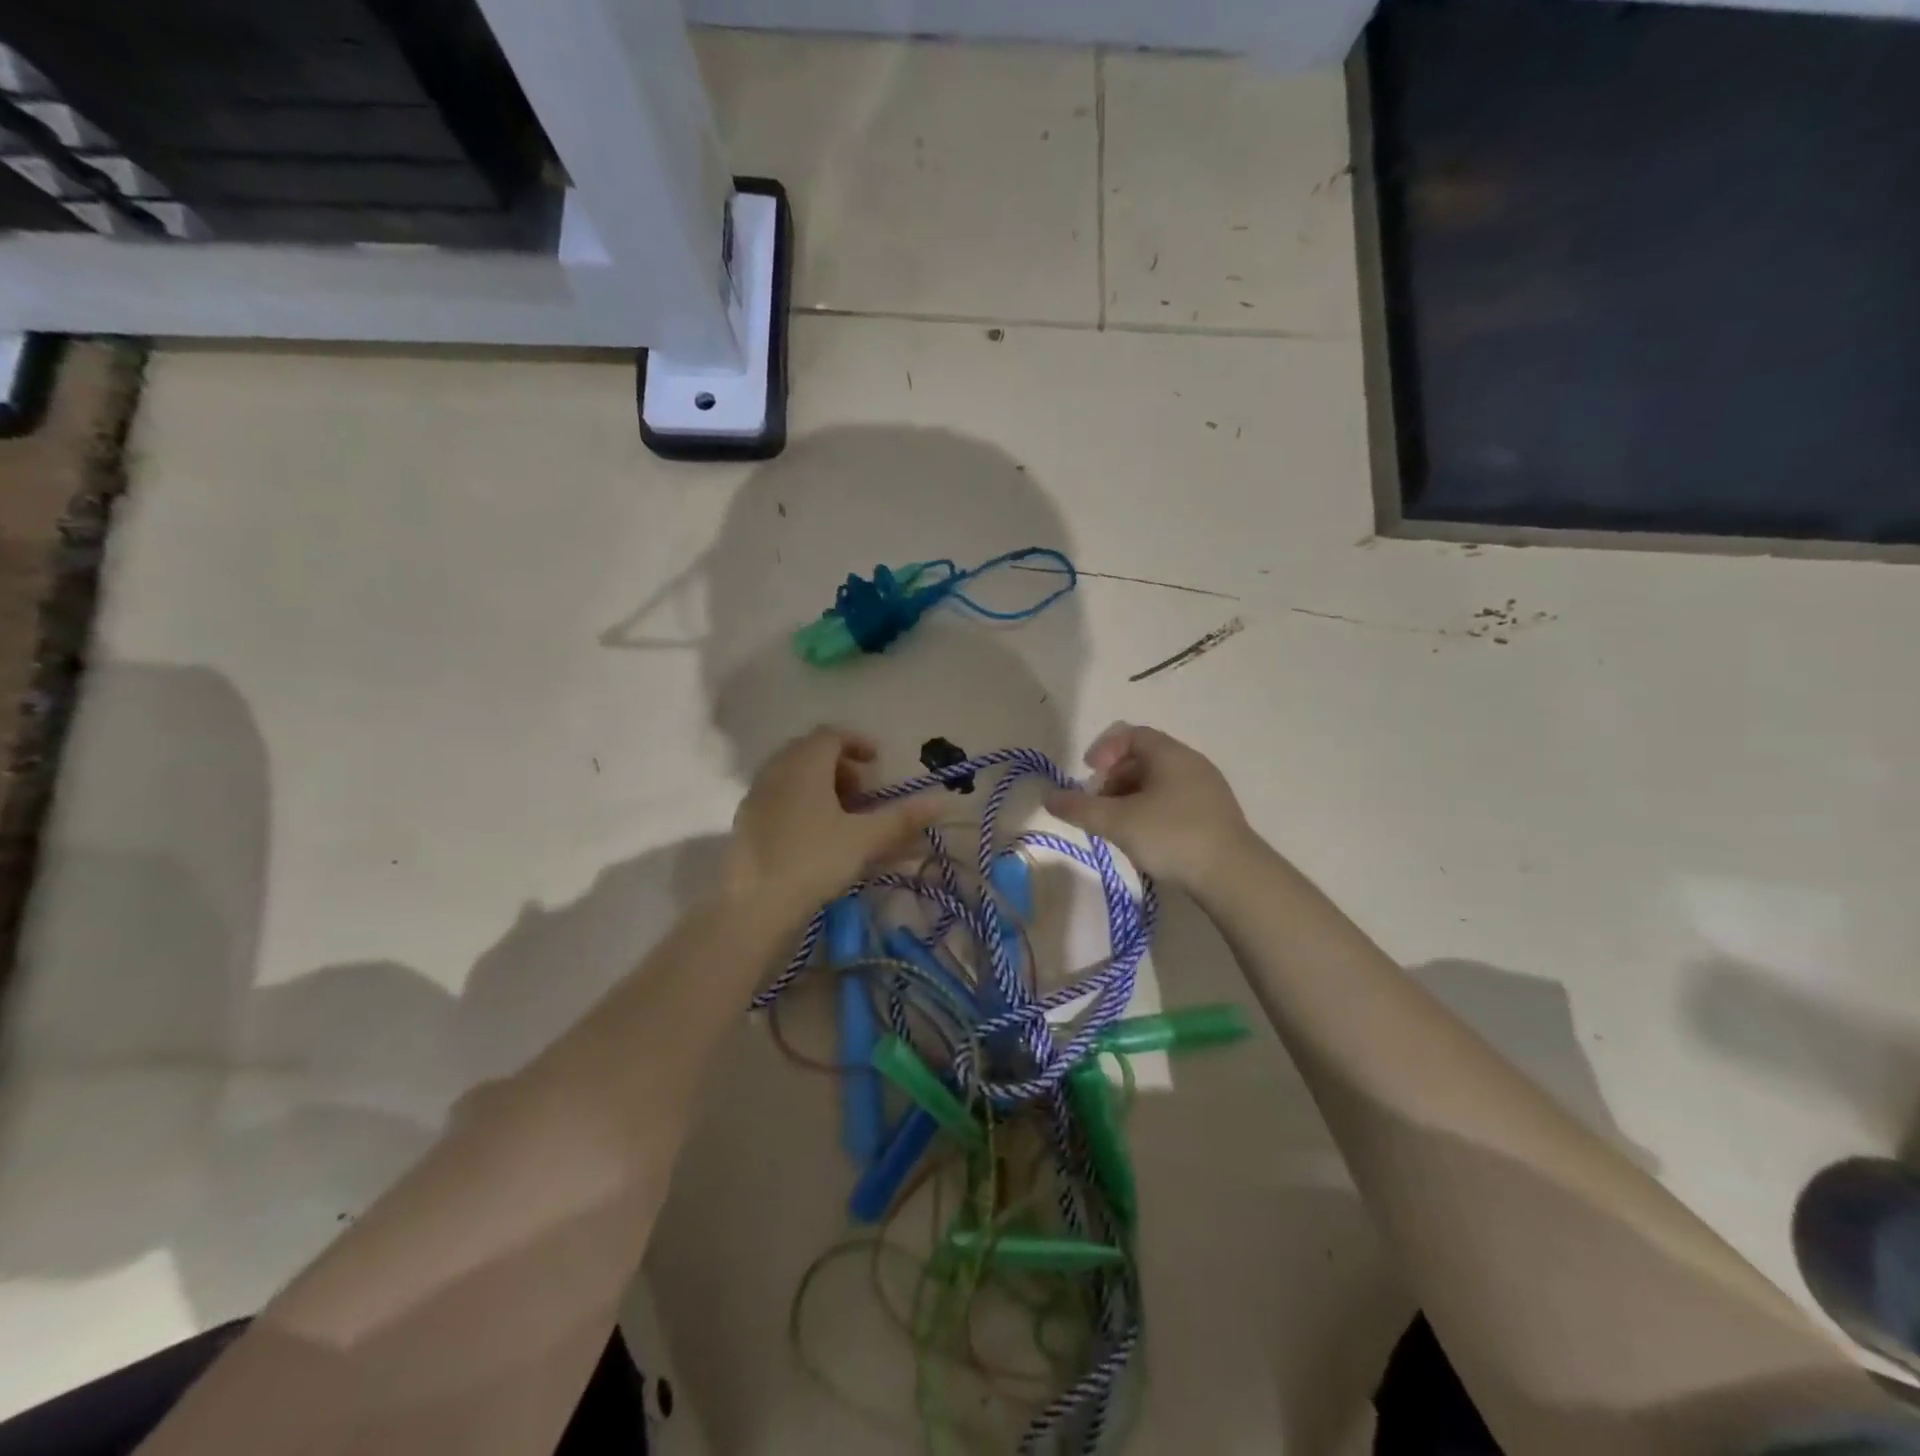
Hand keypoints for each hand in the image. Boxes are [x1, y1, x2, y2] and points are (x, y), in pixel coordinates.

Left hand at [723, 727, 940, 922]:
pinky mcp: (746, 820)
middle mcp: (777, 769)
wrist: (754, 904)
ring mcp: (757, 794)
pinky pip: (780, 796)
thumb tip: (943, 800)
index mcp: (805, 763)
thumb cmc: (814, 860)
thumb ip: (903, 817)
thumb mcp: (865, 838)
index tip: (878, 762)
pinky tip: (816, 836)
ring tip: (844, 817)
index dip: (858, 743)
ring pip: (794, 775)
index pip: (832, 735)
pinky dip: (802, 802)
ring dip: (822, 786)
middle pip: (811, 752)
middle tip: (864, 793)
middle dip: (842, 767)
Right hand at [1045, 722, 1251, 886]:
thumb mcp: (1118, 822)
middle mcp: (1191, 763)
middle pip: (1143, 758)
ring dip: (1130, 798)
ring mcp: (1207, 789)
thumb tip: (1048, 798)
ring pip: (1158, 782)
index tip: (1088, 774)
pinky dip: (1151, 811)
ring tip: (1118, 826)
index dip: (1104, 749)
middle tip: (1098, 805)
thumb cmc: (1172, 835)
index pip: (1131, 734)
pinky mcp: (1214, 815)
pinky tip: (1145, 840)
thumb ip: (1080, 809)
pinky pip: (1174, 801)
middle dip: (1113, 779)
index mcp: (1170, 754)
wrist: (1233, 875)